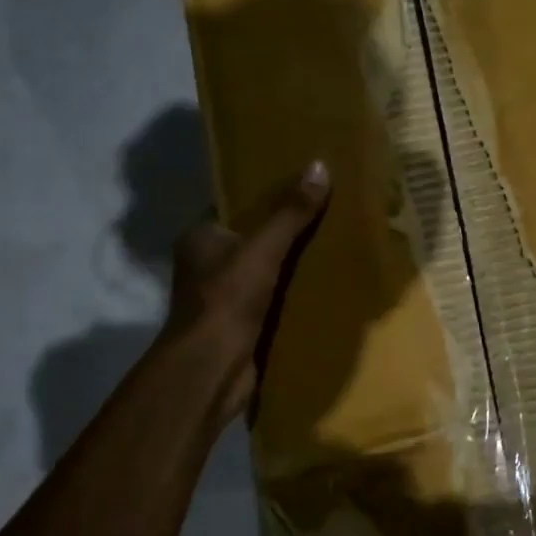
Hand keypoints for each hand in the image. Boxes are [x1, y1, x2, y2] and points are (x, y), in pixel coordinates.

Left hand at [165, 161, 329, 422]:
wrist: (212, 369)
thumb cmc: (227, 299)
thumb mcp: (263, 248)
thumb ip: (290, 212)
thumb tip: (320, 166)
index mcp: (201, 237)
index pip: (235, 205)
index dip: (266, 193)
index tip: (302, 182)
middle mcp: (207, 263)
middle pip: (254, 237)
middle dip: (286, 228)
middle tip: (327, 209)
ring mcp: (223, 296)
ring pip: (266, 269)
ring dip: (293, 263)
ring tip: (335, 241)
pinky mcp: (242, 323)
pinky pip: (274, 297)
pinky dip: (295, 292)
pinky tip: (326, 282)